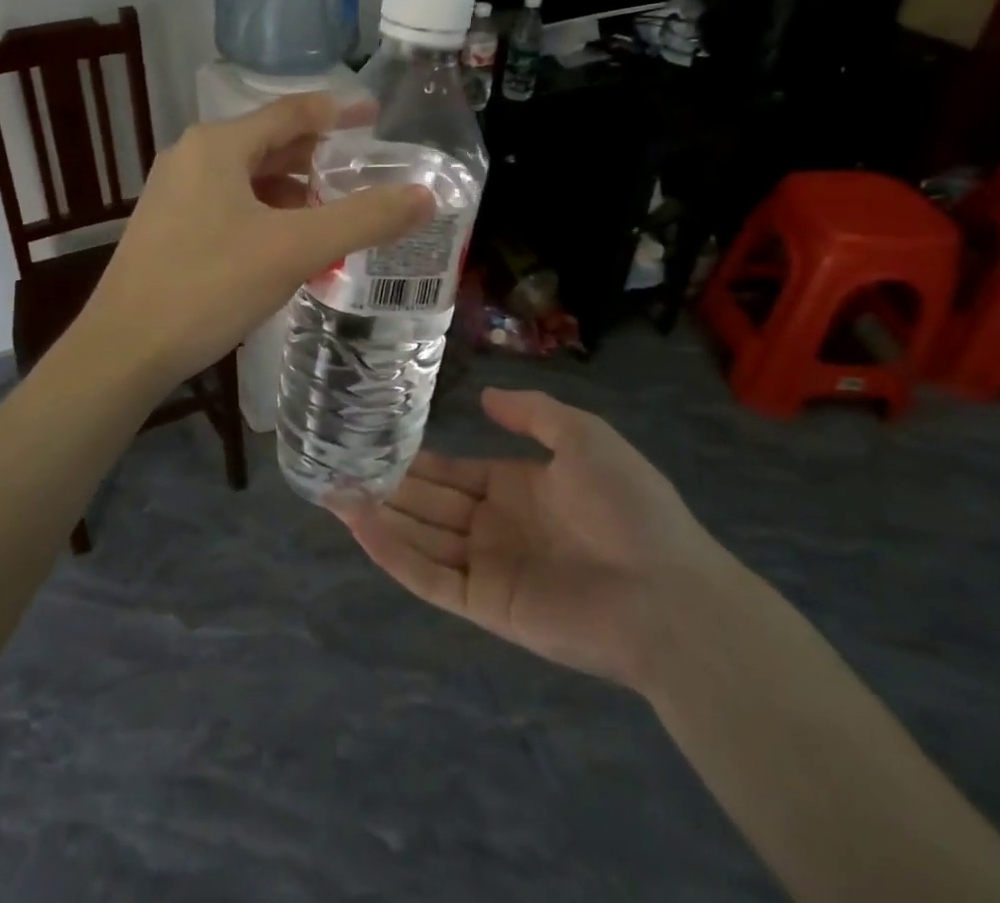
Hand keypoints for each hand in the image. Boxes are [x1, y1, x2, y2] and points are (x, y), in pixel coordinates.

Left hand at [77, 93, 433, 391]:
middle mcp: (192, 156)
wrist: (123, 349)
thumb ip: (363, 219)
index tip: (376, 115)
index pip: (293, 111)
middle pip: (270, 144)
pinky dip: (264, 215)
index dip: (339, 111)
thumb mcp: (295, 250)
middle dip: (318, 160)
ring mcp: (174, 192)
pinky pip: (228, 205)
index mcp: (218, 145)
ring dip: (292, 193)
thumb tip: (426, 196)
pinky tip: (285, 247)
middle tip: (363, 175)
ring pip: (248, 178)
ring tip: (331, 217)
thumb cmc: (209, 287)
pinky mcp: (168, 226)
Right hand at [337, 389, 736, 690]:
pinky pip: (429, 576)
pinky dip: (392, 553)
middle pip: (427, 503)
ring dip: (377, 515)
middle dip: (385, 485)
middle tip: (335, 464)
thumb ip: (532, 412)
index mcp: (516, 488)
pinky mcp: (484, 604)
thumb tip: (484, 394)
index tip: (372, 439)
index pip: (452, 472)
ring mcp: (487, 567)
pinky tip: (359, 524)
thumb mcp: (583, 436)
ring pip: (419, 536)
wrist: (669, 593)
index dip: (415, 458)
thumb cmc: (629, 506)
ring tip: (330, 490)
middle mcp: (495, 526)